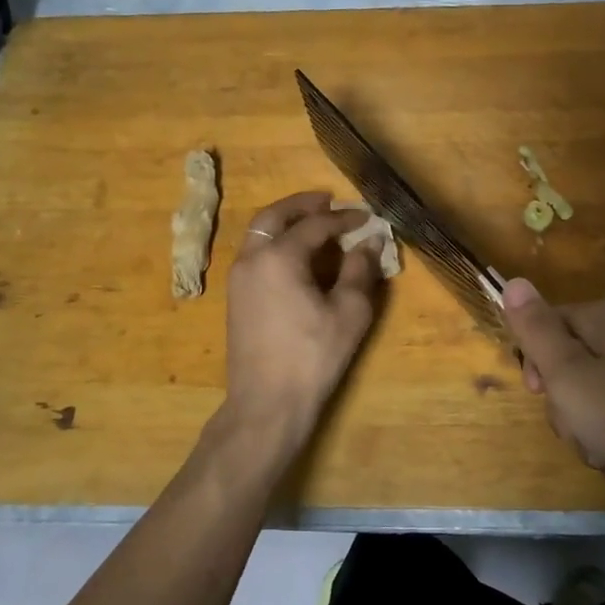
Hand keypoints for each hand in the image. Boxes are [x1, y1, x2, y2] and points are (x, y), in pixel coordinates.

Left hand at [218, 192, 381, 458]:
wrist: (266, 403)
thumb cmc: (313, 356)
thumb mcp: (349, 313)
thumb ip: (360, 271)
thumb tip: (369, 242)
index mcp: (279, 258)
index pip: (315, 225)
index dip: (343, 219)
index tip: (366, 218)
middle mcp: (252, 259)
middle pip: (274, 216)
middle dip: (302, 205)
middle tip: (328, 201)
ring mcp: (238, 278)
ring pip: (259, 233)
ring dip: (285, 221)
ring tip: (313, 222)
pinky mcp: (235, 296)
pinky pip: (255, 252)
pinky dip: (275, 241)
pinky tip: (297, 254)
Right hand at [502, 278, 604, 498]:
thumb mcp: (568, 374)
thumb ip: (536, 330)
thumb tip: (513, 281)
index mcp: (602, 318)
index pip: (546, 325)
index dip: (535, 362)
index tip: (539, 394)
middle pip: (571, 363)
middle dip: (566, 405)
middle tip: (578, 431)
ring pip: (595, 394)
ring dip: (590, 431)